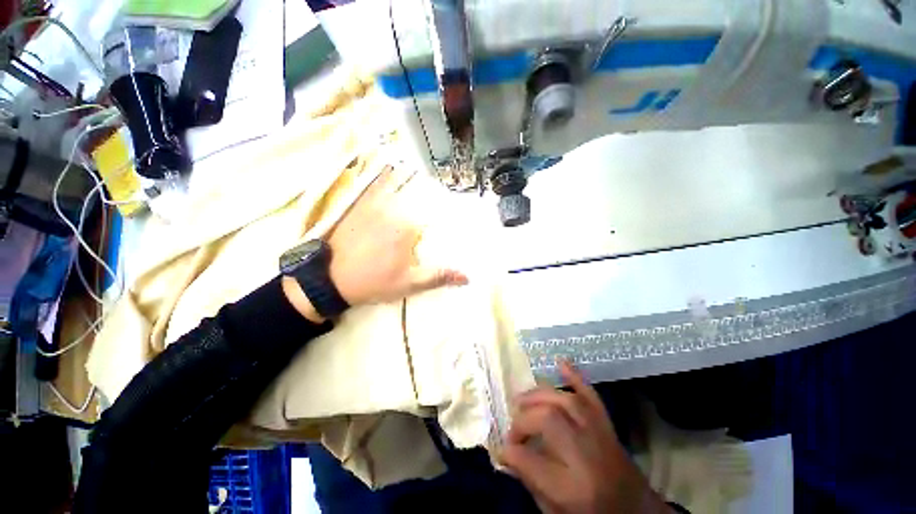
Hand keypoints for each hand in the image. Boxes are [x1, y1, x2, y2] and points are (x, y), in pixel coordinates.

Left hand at [327, 166, 467, 305]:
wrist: (330, 279)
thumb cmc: (374, 282)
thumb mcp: (409, 283)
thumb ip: (438, 276)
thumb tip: (467, 277)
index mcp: (409, 228)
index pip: (436, 213)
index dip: (445, 212)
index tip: (454, 209)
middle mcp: (394, 210)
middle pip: (420, 197)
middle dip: (432, 196)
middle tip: (432, 199)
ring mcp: (374, 205)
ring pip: (400, 186)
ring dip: (412, 180)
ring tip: (421, 176)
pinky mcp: (359, 205)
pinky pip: (376, 185)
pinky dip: (386, 176)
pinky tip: (391, 167)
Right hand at [500, 361, 671, 513]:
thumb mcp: (556, 513)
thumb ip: (530, 482)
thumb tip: (506, 455)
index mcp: (574, 489)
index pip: (531, 461)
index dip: (510, 451)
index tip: (501, 449)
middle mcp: (587, 455)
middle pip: (548, 421)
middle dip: (523, 420)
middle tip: (514, 429)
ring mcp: (600, 434)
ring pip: (565, 402)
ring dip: (538, 396)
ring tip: (521, 401)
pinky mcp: (606, 423)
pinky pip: (591, 394)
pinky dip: (575, 375)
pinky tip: (560, 361)